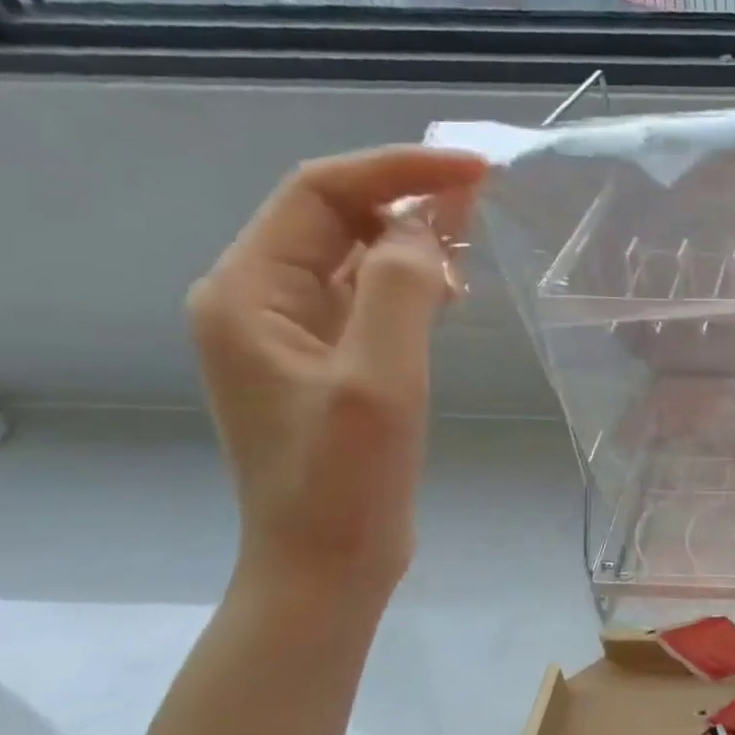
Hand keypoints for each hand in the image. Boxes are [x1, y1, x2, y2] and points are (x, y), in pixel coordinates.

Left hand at [188, 146, 487, 594]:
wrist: (327, 564)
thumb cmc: (346, 480)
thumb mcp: (377, 381)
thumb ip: (398, 291)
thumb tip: (423, 231)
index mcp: (248, 292)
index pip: (319, 193)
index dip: (398, 170)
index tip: (474, 170)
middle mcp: (258, 300)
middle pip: (333, 217)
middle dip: (407, 198)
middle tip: (486, 194)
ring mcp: (291, 333)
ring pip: (354, 257)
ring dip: (412, 239)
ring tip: (475, 236)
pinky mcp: (326, 363)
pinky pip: (367, 298)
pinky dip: (410, 282)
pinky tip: (450, 292)